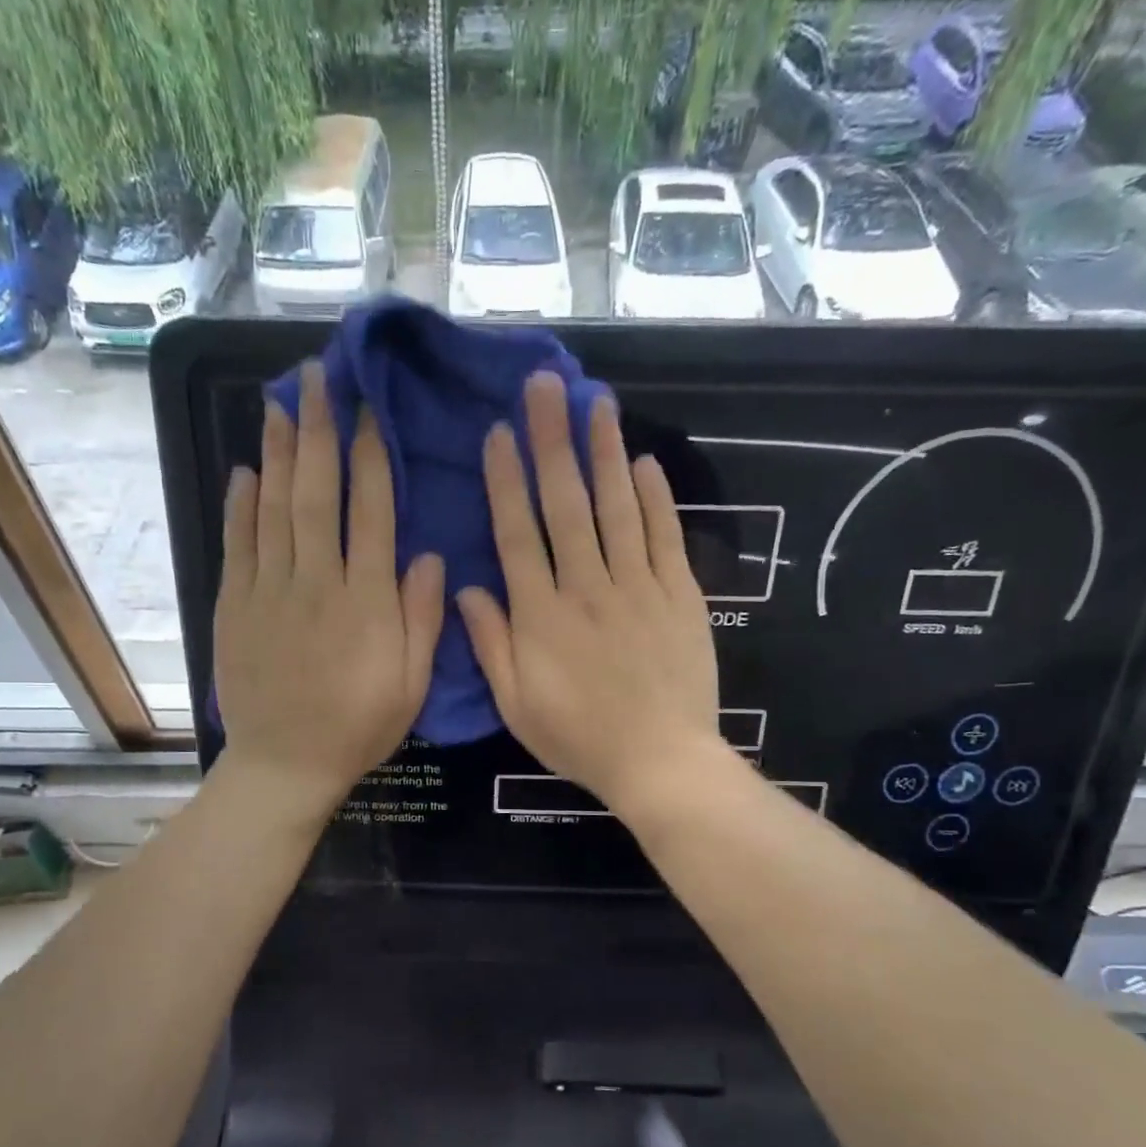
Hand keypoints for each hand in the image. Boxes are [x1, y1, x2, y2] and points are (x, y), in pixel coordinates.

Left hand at [215, 361, 444, 820]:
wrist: (285, 763)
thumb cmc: (358, 726)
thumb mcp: (411, 684)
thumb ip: (421, 618)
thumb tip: (428, 554)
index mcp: (366, 601)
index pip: (371, 512)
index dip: (371, 456)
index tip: (370, 410)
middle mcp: (316, 583)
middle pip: (316, 494)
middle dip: (319, 431)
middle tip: (317, 378)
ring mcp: (268, 592)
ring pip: (273, 509)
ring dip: (278, 452)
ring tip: (281, 403)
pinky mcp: (234, 607)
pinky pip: (237, 545)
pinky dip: (240, 505)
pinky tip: (246, 470)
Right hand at [456, 372, 721, 816]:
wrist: (660, 761)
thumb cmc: (579, 738)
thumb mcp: (517, 704)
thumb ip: (490, 644)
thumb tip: (466, 588)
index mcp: (541, 615)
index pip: (517, 534)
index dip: (505, 481)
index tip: (498, 433)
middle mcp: (586, 587)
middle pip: (566, 504)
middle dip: (552, 440)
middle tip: (545, 385)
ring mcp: (638, 588)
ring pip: (617, 508)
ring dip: (605, 453)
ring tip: (596, 402)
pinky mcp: (679, 597)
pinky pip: (665, 538)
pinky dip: (656, 500)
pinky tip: (645, 463)